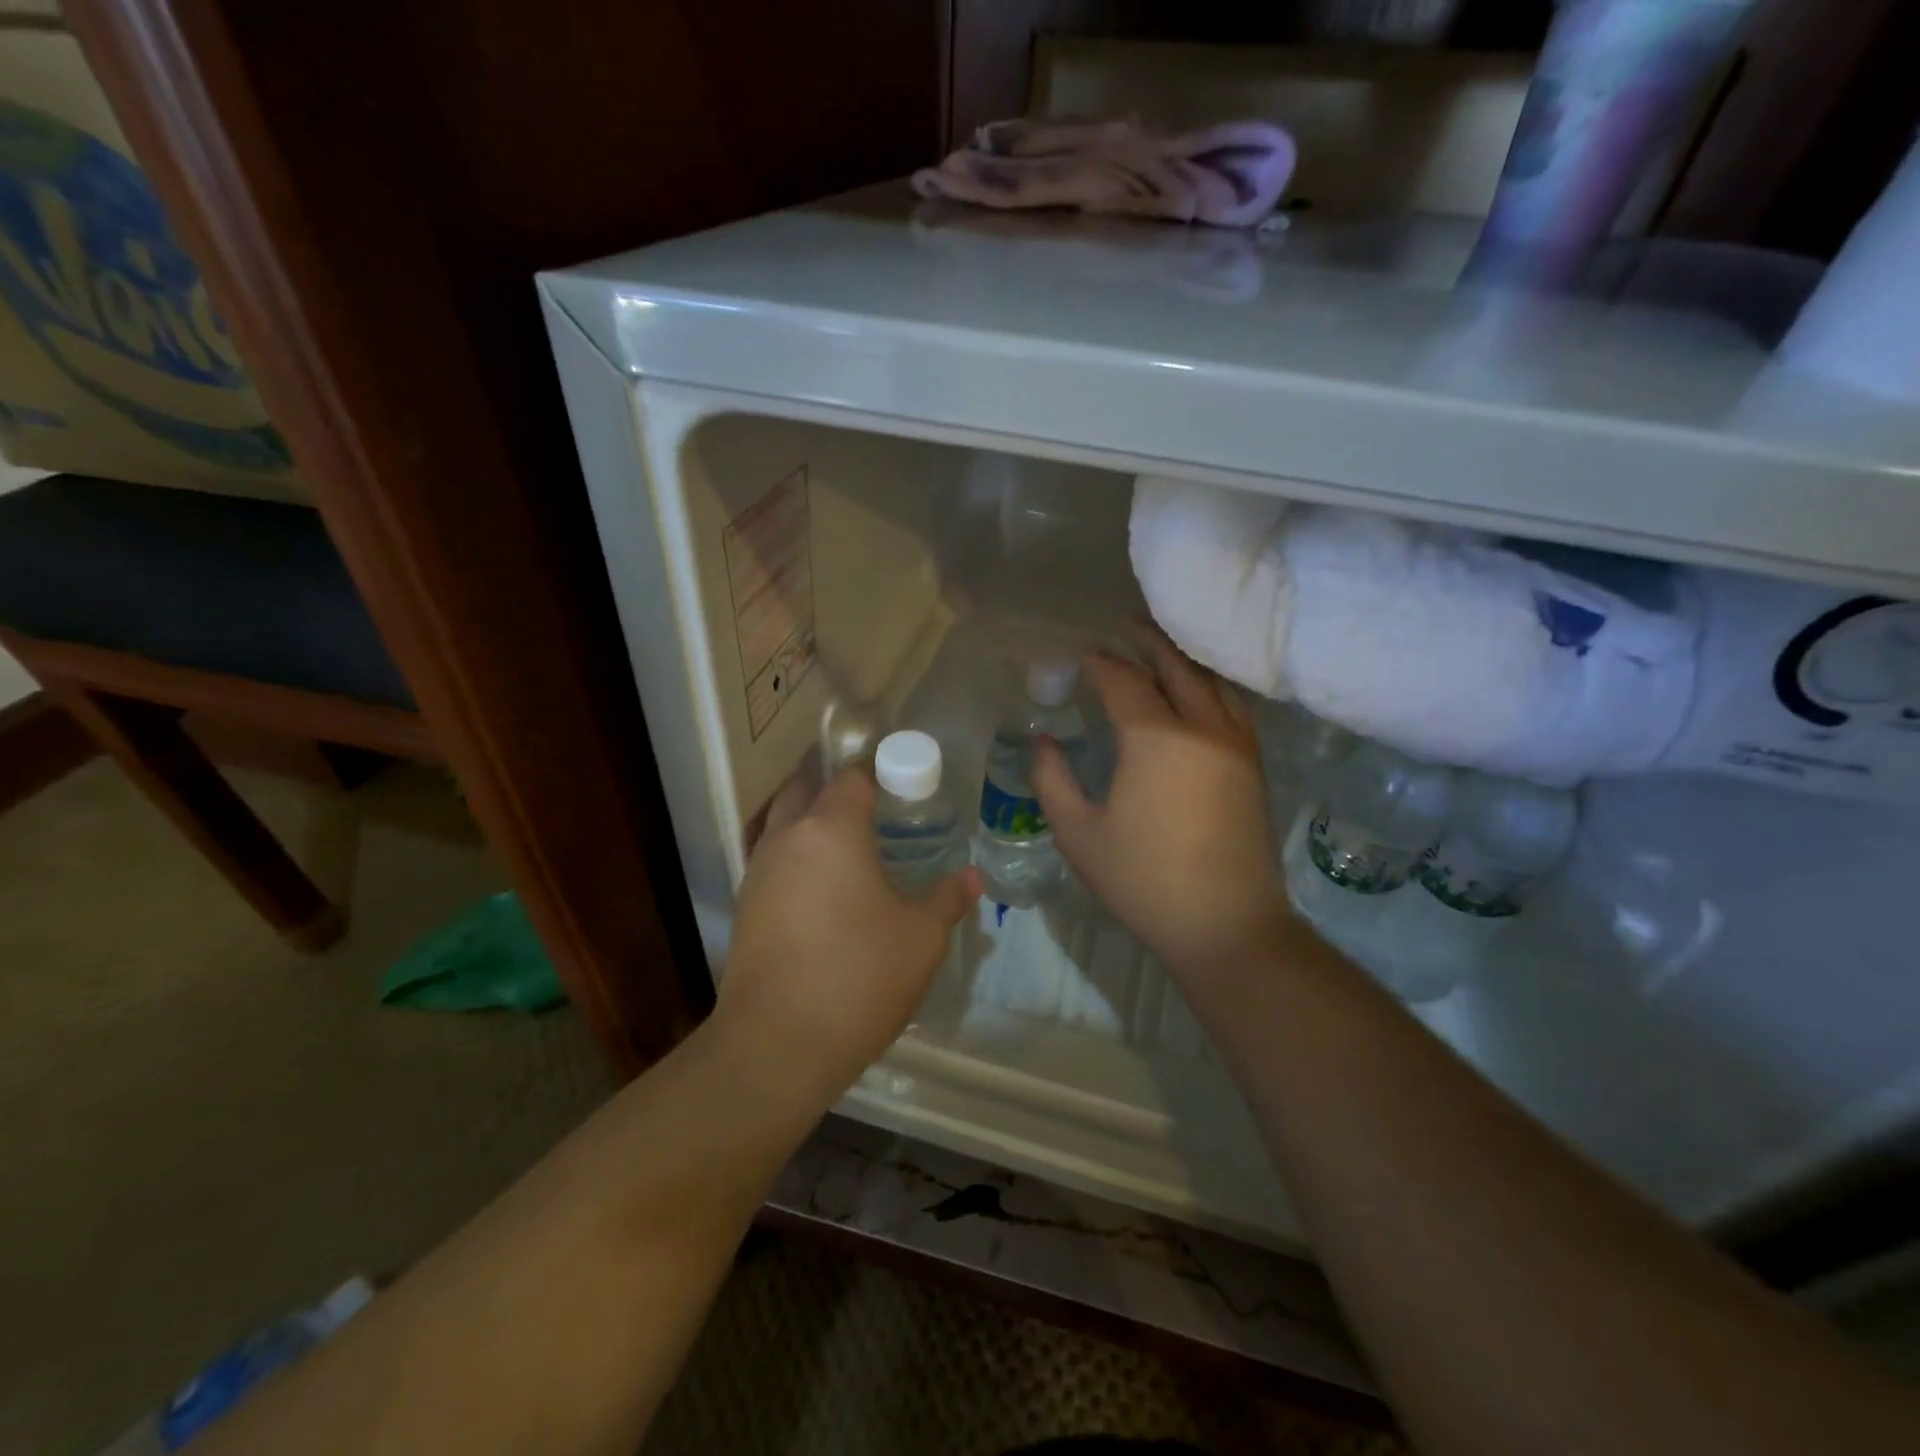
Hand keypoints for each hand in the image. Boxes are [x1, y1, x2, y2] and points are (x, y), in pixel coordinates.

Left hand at [714, 769, 981, 1107]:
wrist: (777, 1044)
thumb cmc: (859, 976)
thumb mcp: (921, 937)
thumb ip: (947, 898)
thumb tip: (971, 877)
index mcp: (831, 830)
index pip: (852, 777)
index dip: (878, 771)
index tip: (902, 780)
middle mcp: (787, 838)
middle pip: (805, 788)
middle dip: (835, 786)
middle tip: (873, 804)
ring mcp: (758, 871)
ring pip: (782, 823)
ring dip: (809, 819)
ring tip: (848, 842)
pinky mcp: (745, 906)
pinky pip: (772, 859)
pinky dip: (795, 856)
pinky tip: (821, 886)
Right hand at [1033, 628, 1286, 978]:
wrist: (1226, 926)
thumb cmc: (1143, 881)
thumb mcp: (1079, 834)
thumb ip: (1052, 780)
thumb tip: (1040, 742)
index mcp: (1155, 739)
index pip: (1125, 682)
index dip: (1102, 664)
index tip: (1083, 655)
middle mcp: (1201, 728)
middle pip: (1176, 667)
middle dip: (1149, 642)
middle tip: (1127, 624)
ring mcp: (1236, 745)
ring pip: (1212, 683)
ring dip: (1185, 660)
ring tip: (1163, 648)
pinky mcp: (1253, 766)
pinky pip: (1233, 706)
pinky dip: (1211, 686)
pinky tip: (1200, 693)